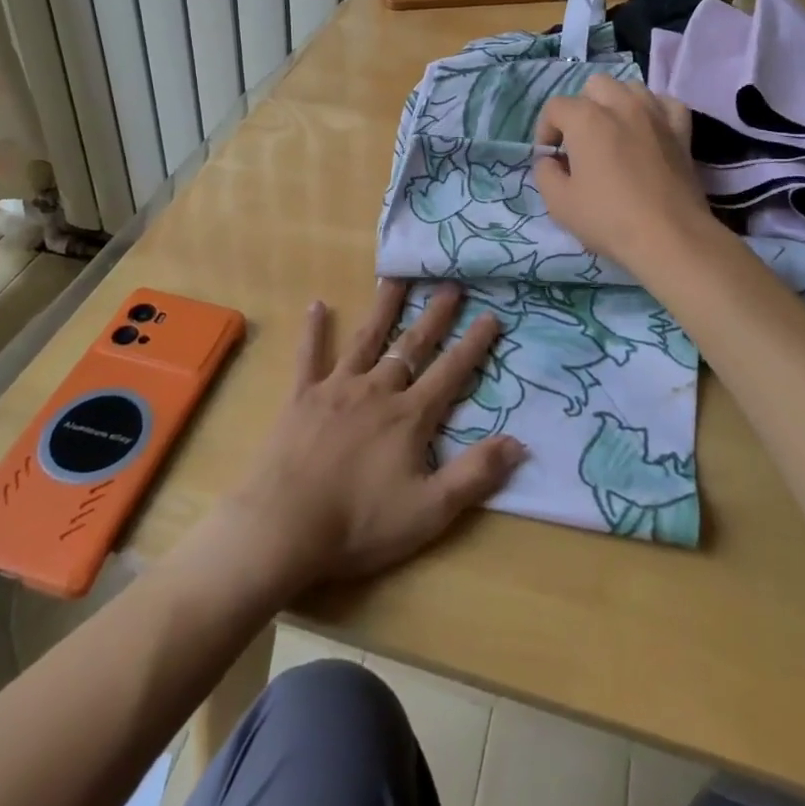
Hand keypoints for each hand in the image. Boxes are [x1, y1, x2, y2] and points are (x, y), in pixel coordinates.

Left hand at [218, 280, 525, 593]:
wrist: (284, 528)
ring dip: (383, 308)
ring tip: (395, 277)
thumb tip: (519, 442)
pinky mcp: (302, 397)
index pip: (451, 372)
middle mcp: (376, 390)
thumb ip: (475, 475)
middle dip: (435, 315)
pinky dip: (314, 330)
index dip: (473, 344)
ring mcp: (337, 388)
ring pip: (366, 339)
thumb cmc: (360, 524)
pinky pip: (310, 356)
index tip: (491, 315)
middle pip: (411, 345)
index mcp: (410, 416)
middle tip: (450, 284)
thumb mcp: (430, 511)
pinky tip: (317, 304)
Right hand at [533, 73, 715, 272]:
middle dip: (581, 108)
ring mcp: (655, 115)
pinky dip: (653, 111)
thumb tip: (551, 160)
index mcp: (586, 119)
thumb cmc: (608, 219)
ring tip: (613, 133)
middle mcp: (621, 105)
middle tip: (580, 142)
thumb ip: (545, 172)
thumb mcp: (558, 203)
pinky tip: (648, 130)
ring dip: (616, 104)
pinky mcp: (681, 131)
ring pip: (630, 87)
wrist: (669, 238)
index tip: (551, 159)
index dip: (546, 131)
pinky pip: (666, 104)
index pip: (555, 107)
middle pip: (594, 86)